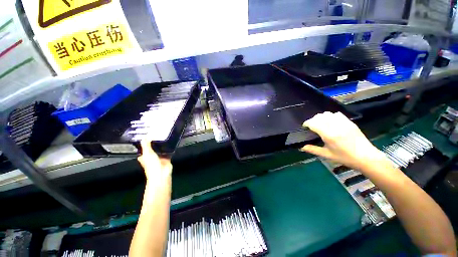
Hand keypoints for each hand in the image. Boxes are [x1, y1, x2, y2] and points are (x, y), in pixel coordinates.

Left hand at [138, 140, 171, 182]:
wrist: (161, 173)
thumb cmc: (151, 165)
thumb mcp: (147, 153)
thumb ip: (146, 145)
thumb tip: (145, 136)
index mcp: (144, 157)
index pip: (143, 149)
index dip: (144, 144)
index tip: (147, 137)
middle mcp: (151, 157)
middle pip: (153, 149)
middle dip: (155, 144)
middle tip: (158, 135)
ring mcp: (159, 158)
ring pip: (161, 150)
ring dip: (163, 146)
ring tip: (165, 137)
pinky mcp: (167, 159)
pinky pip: (169, 152)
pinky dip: (170, 149)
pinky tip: (172, 144)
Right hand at [301, 112, 388, 170]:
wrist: (366, 157)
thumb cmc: (345, 157)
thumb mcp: (327, 155)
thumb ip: (313, 150)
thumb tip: (302, 148)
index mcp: (329, 135)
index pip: (313, 123)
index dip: (307, 123)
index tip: (304, 127)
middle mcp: (335, 126)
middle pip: (319, 116)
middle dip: (313, 120)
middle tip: (312, 127)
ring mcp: (343, 123)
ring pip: (327, 114)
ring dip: (321, 117)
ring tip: (321, 124)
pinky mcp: (349, 122)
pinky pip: (337, 114)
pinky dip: (331, 116)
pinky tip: (331, 123)